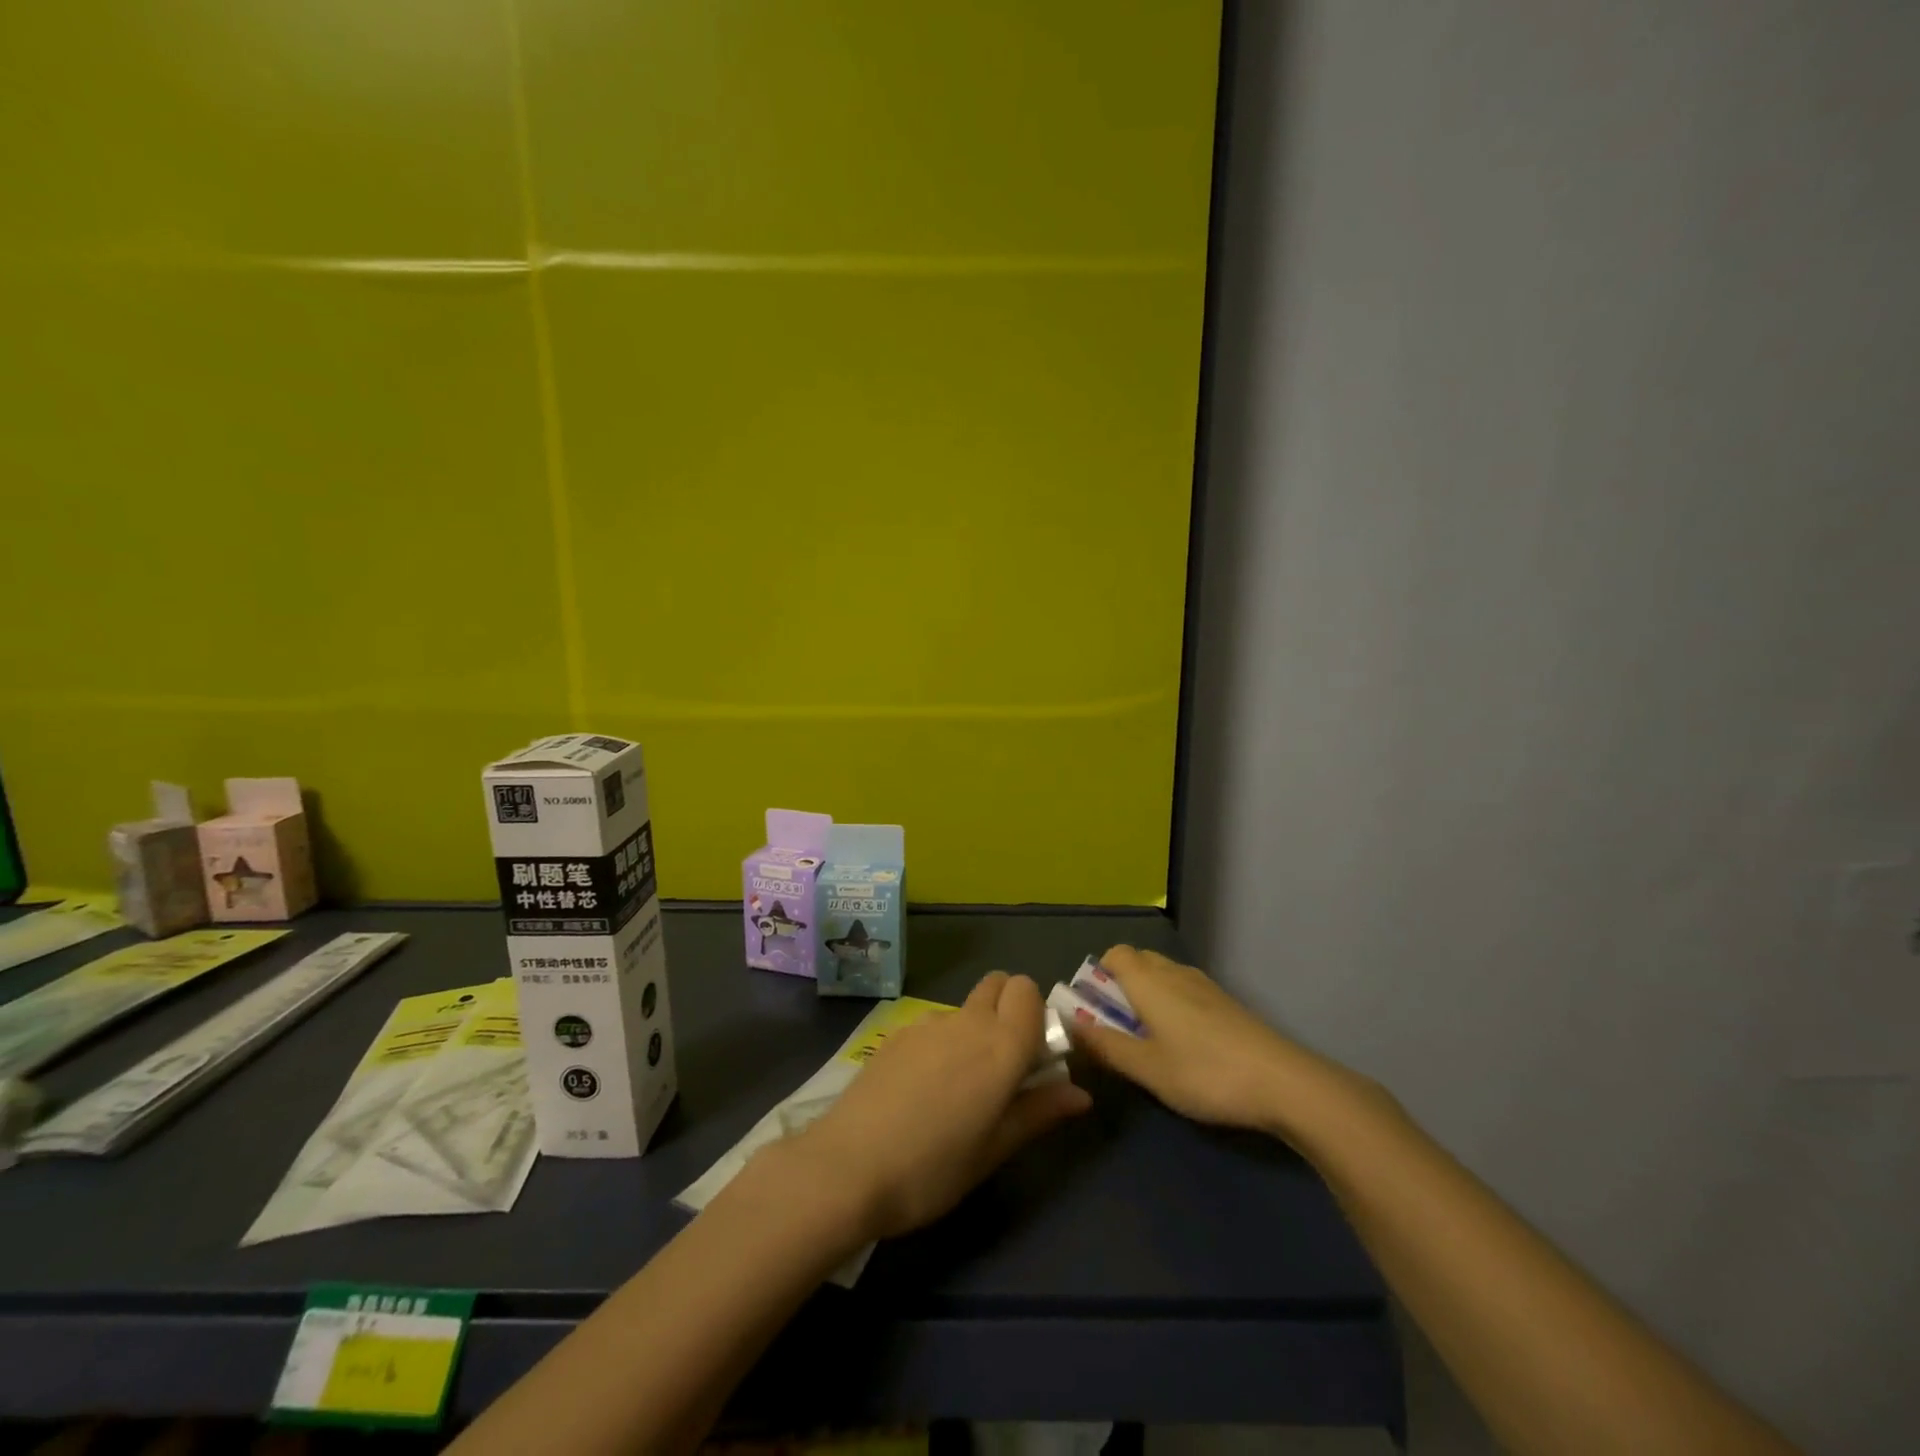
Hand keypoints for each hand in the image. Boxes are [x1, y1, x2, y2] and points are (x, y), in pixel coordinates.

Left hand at [789, 972, 1091, 1240]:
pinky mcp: (896, 1033)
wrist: (847, 1167)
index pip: (1028, 990)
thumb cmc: (932, 1168)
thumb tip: (1081, 1093)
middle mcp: (967, 1021)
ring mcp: (927, 1022)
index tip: (1034, 1055)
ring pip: (965, 1007)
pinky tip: (921, 1090)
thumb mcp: (994, 1150)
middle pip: (998, 984)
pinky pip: (933, 1024)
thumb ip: (1039, 1112)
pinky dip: (942, 1042)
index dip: (1036, 1014)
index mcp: (1001, 1045)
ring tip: (957, 1088)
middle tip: (1003, 1064)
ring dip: (974, 1029)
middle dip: (1009, 1008)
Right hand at [1069, 945, 1379, 1141]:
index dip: (1099, 976)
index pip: (1114, 954)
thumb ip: (1106, 1046)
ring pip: (1164, 976)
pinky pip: (1185, 990)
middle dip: (1121, 986)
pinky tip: (1184, 1045)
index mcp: (1149, 981)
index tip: (1095, 1010)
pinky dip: (1173, 1006)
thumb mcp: (1148, 1068)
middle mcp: (1174, 973)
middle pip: (1138, 961)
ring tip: (1150, 1040)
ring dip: (1148, 996)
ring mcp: (1205, 986)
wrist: (1283, 1082)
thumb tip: (1070, 1025)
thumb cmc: (1205, 1073)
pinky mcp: (1227, 1003)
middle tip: (1118, 1028)